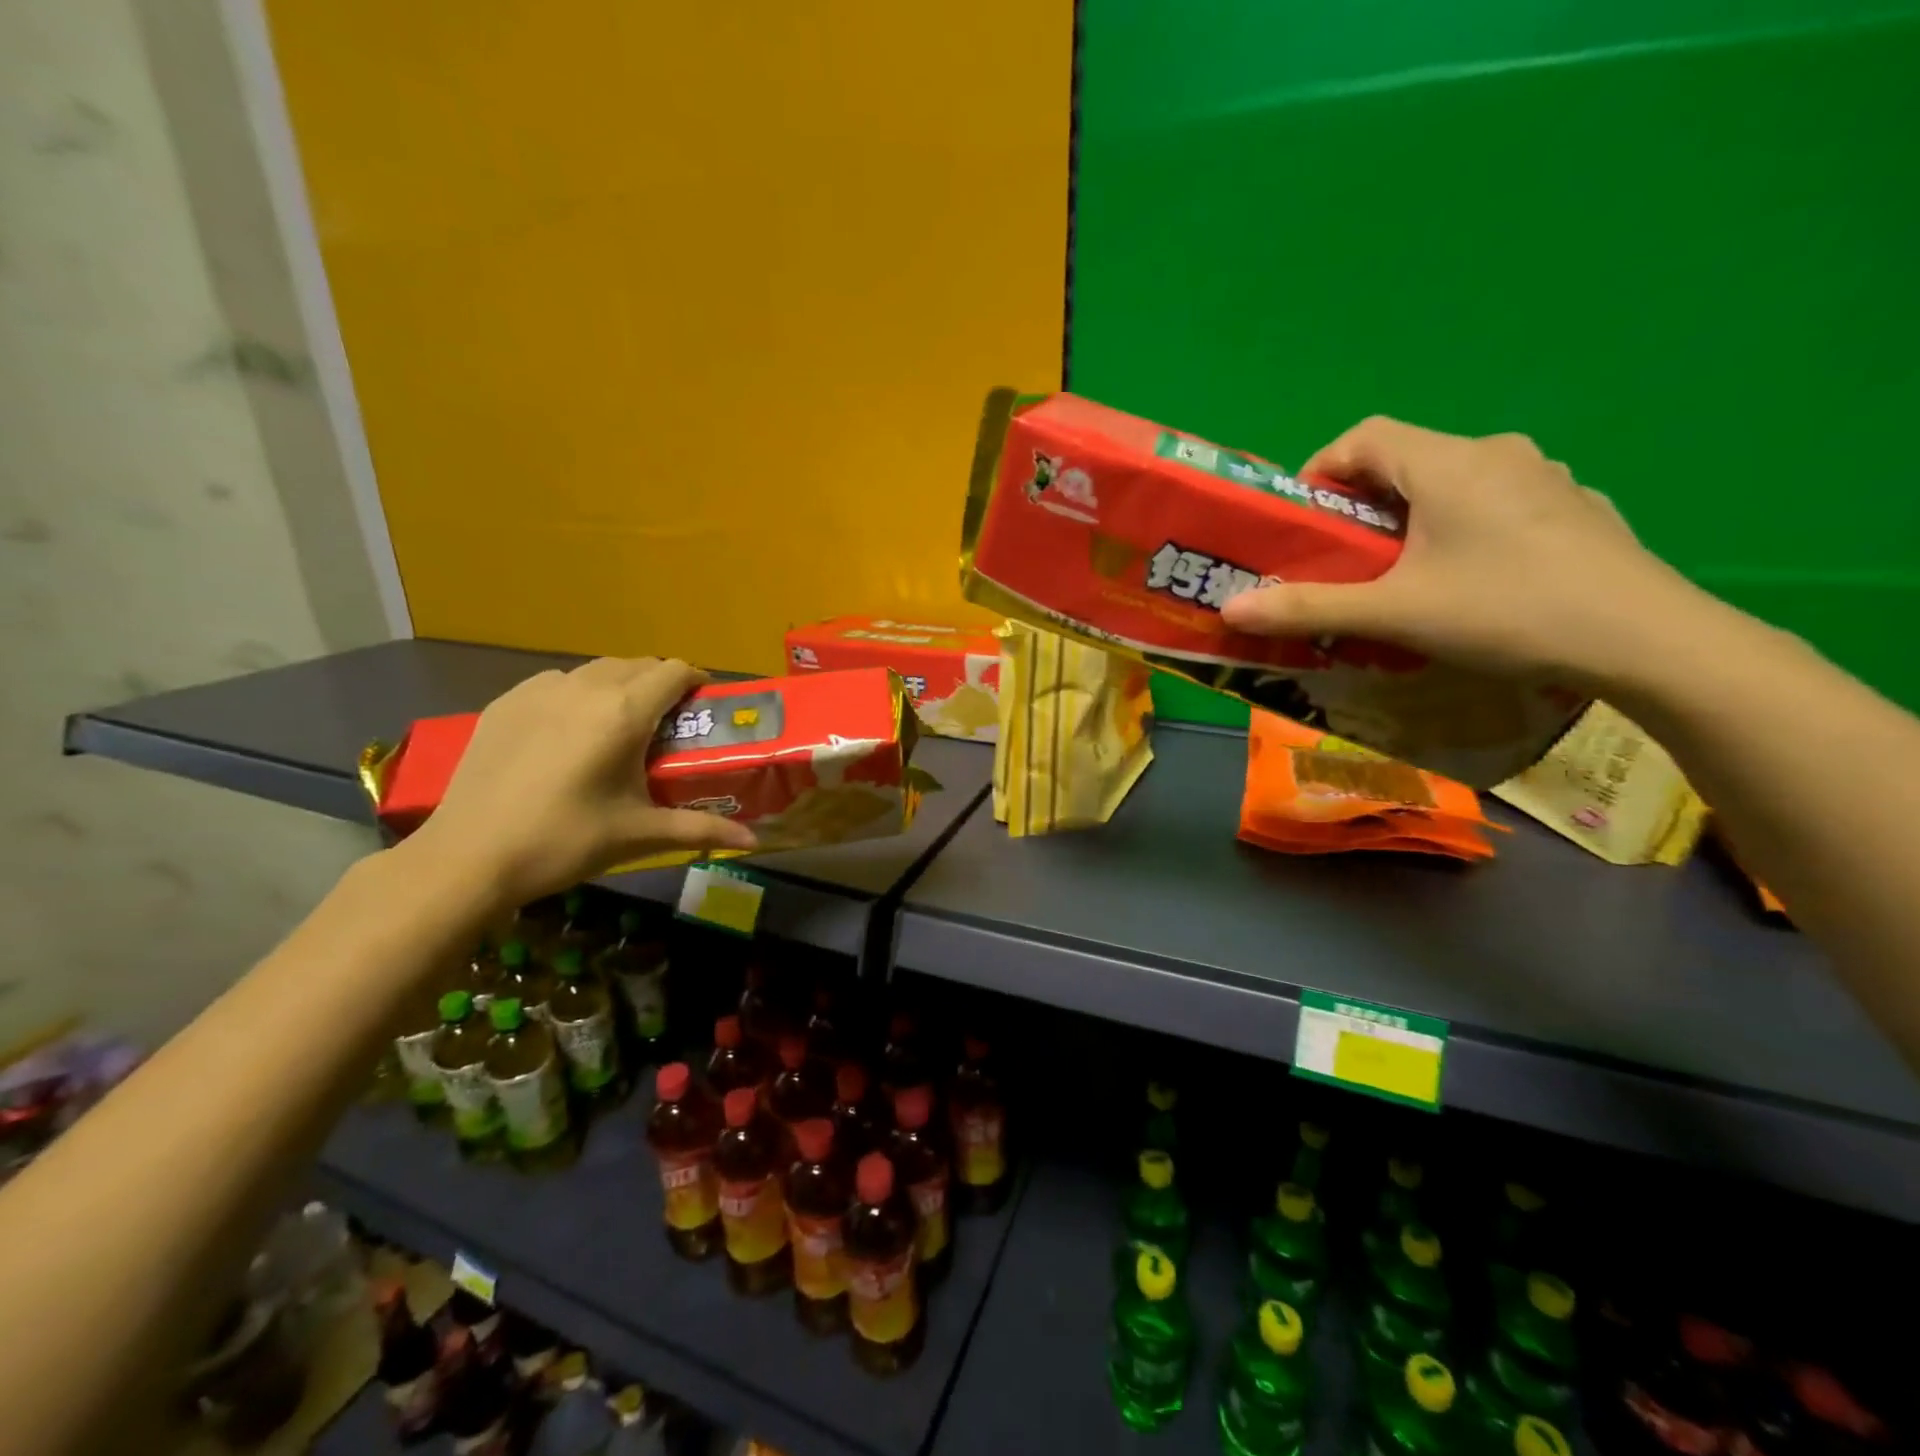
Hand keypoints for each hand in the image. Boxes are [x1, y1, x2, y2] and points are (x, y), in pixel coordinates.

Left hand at [404, 657, 755, 908]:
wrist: (468, 857)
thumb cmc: (565, 842)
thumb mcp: (640, 834)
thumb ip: (702, 830)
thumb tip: (753, 842)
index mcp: (624, 713)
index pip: (675, 671)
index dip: (697, 682)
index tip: (705, 706)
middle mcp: (584, 687)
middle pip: (638, 665)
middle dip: (661, 685)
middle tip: (669, 724)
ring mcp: (539, 690)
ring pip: (596, 670)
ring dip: (620, 686)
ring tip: (620, 727)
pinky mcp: (505, 703)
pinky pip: (557, 683)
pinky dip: (577, 695)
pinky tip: (570, 734)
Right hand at [1220, 417, 1708, 685]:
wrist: (1647, 639)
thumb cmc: (1505, 611)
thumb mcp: (1394, 614)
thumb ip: (1308, 608)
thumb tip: (1230, 607)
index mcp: (1448, 463)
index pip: (1364, 436)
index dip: (1321, 469)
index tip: (1302, 519)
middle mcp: (1497, 453)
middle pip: (1407, 459)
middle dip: (1362, 503)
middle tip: (1342, 557)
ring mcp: (1545, 478)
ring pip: (1453, 483)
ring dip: (1413, 517)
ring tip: (1399, 573)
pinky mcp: (1575, 509)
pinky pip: (1496, 504)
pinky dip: (1462, 528)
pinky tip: (1468, 580)